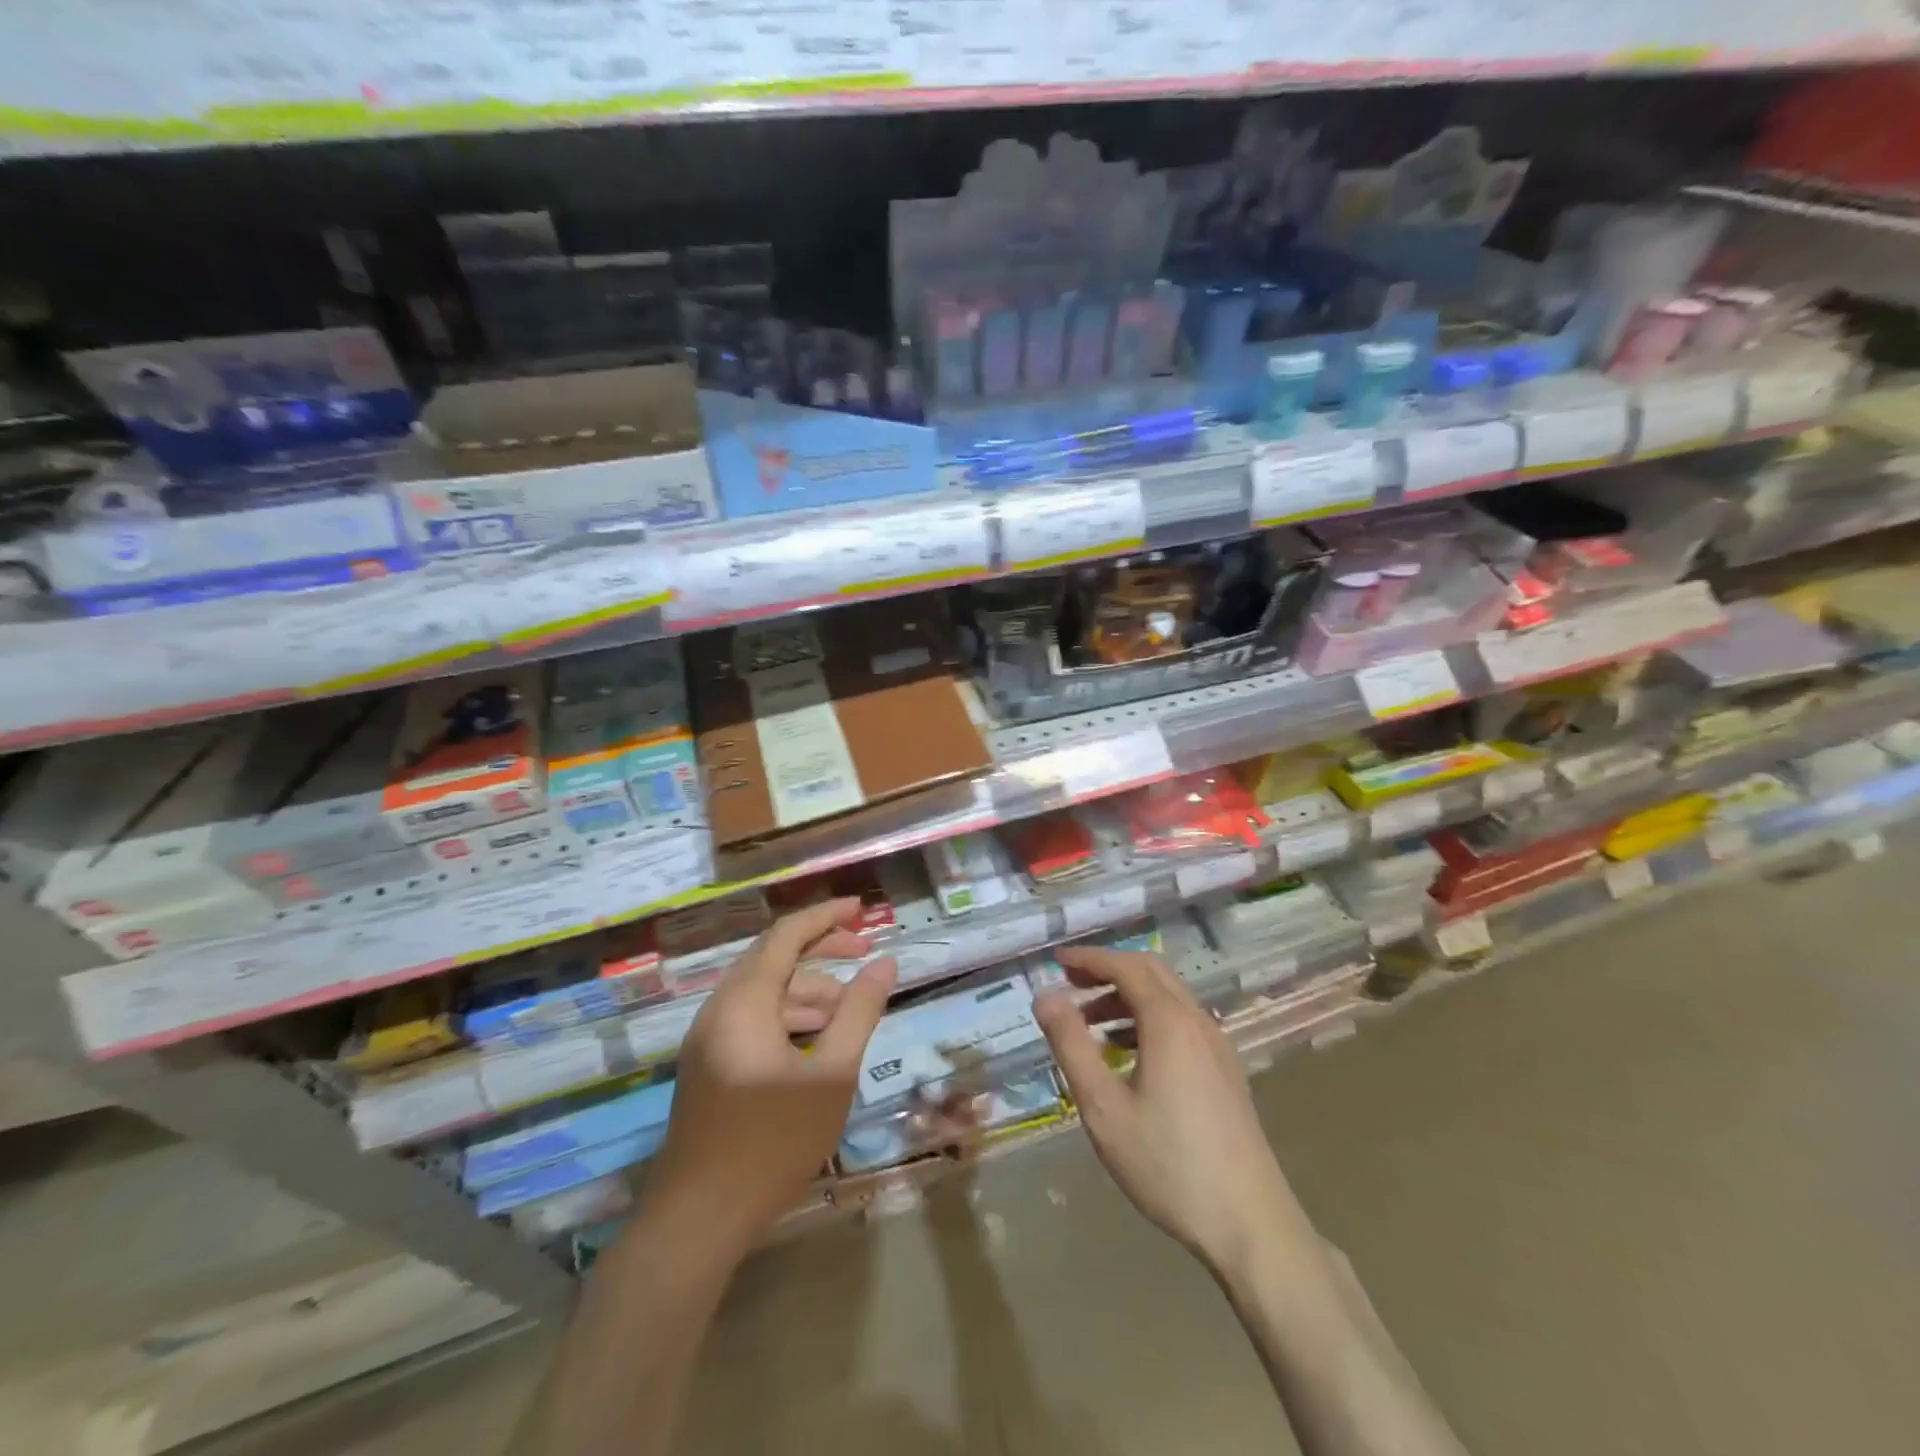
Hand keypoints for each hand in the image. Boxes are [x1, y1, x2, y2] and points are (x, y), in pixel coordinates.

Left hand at [646, 898, 896, 1255]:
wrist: (697, 1221)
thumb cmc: (771, 1143)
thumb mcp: (831, 1074)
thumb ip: (859, 1012)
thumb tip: (885, 964)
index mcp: (744, 1002)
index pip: (786, 936)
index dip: (825, 916)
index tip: (861, 907)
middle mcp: (719, 1009)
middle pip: (773, 959)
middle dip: (821, 950)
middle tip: (866, 952)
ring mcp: (709, 1039)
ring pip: (765, 992)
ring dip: (808, 990)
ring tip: (850, 1009)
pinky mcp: (709, 1065)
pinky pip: (754, 1019)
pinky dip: (789, 1017)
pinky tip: (818, 1041)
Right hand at [1033, 946, 1292, 1278]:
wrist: (1251, 1224)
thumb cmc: (1168, 1165)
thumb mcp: (1103, 1107)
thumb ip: (1071, 1045)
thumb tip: (1045, 996)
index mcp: (1169, 1022)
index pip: (1125, 966)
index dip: (1089, 959)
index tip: (1056, 961)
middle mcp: (1197, 1021)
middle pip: (1151, 972)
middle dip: (1108, 970)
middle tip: (1070, 984)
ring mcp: (1217, 1046)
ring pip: (1168, 998)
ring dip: (1127, 997)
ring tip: (1089, 1024)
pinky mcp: (1225, 1071)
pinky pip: (1181, 1023)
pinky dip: (1148, 1020)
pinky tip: (1127, 1056)